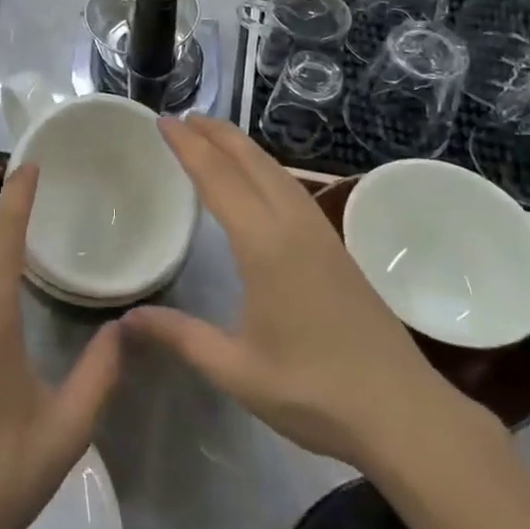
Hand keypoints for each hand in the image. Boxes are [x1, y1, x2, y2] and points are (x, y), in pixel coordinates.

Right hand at [127, 117, 489, 474]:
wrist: (403, 412)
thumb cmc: (314, 391)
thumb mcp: (237, 370)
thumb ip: (181, 336)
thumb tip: (126, 320)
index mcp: (265, 245)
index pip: (218, 179)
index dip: (188, 147)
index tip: (163, 121)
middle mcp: (294, 226)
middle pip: (251, 162)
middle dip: (216, 134)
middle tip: (183, 116)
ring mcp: (321, 234)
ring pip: (277, 172)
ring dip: (243, 148)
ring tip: (215, 136)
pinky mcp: (337, 249)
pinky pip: (293, 189)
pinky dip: (265, 169)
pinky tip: (260, 182)